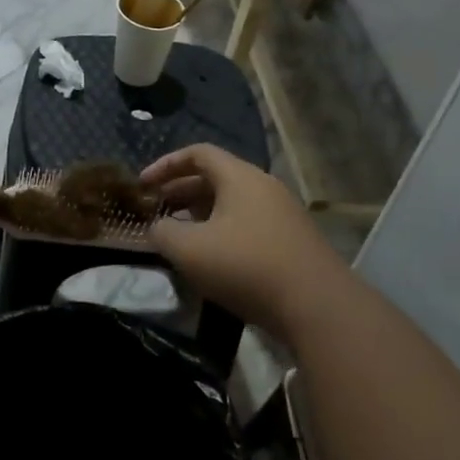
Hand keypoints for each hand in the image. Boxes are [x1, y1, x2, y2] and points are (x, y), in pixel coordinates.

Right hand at [141, 144, 351, 335]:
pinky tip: (211, 259)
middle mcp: (263, 187)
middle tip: (156, 212)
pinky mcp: (290, 241)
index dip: (165, 165)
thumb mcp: (190, 249)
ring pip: (231, 203)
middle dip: (180, 192)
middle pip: (215, 178)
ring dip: (200, 214)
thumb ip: (163, 233)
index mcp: (240, 177)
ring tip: (178, 237)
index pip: (198, 154)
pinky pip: (247, 224)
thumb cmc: (246, 266)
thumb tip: (157, 227)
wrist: (316, 305)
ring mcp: (281, 214)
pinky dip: (221, 232)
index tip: (143, 185)